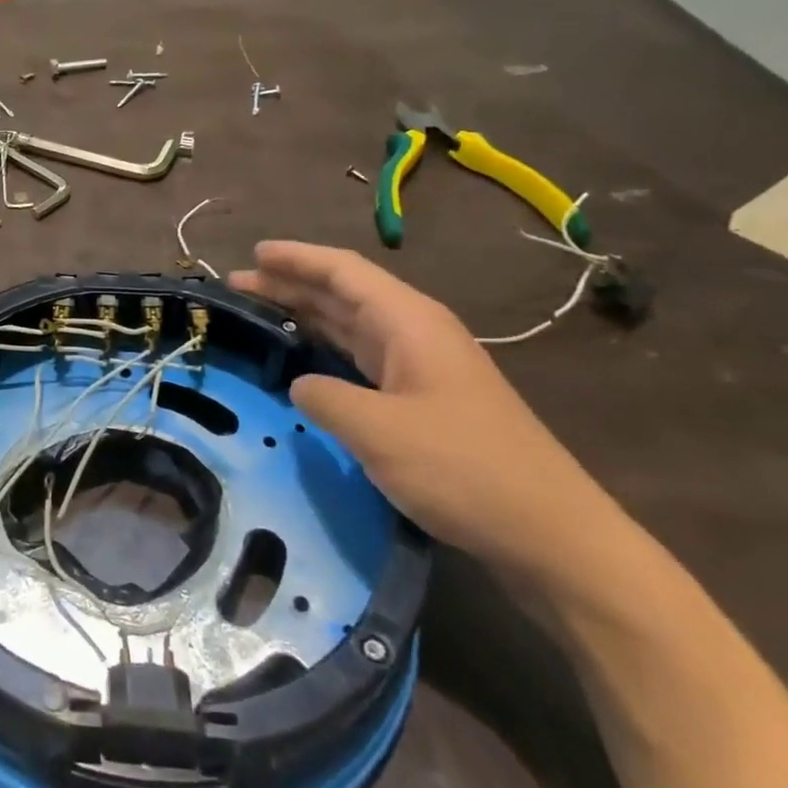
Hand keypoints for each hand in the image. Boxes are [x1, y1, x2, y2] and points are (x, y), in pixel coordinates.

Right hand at [229, 242, 619, 587]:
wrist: (549, 533)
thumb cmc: (462, 469)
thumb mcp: (377, 431)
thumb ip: (323, 397)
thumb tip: (301, 385)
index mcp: (409, 323)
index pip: (343, 272)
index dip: (296, 258)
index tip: (253, 253)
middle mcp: (415, 334)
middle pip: (344, 294)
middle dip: (291, 284)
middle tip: (237, 285)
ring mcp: (421, 368)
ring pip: (352, 326)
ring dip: (305, 315)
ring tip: (257, 312)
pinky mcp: (422, 401)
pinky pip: (361, 358)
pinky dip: (325, 350)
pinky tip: (302, 360)